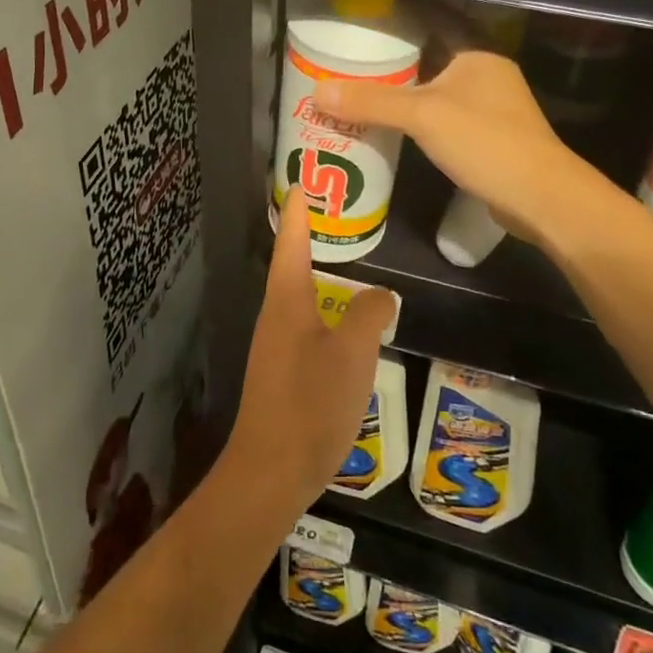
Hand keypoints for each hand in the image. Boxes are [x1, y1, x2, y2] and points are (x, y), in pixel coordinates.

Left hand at [225, 189, 396, 512]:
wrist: (272, 470)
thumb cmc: (311, 403)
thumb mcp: (353, 353)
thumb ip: (369, 315)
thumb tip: (380, 294)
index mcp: (287, 301)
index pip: (292, 242)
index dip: (298, 212)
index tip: (300, 183)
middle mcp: (276, 316)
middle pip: (290, 265)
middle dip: (306, 237)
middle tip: (330, 215)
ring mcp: (276, 346)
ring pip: (298, 297)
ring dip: (316, 275)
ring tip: (342, 263)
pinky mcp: (283, 372)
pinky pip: (305, 326)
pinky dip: (322, 310)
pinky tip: (342, 324)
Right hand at [315, 49, 596, 244]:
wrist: (541, 197)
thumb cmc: (484, 142)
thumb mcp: (422, 116)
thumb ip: (371, 102)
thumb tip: (318, 90)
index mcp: (477, 55)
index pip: (432, 26)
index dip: (397, 25)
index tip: (361, 28)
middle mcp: (487, 75)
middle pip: (431, 61)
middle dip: (394, 65)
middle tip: (350, 66)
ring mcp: (492, 108)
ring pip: (438, 93)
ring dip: (406, 96)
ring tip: (362, 96)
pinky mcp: (490, 139)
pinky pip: (446, 120)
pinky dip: (421, 122)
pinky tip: (395, 130)